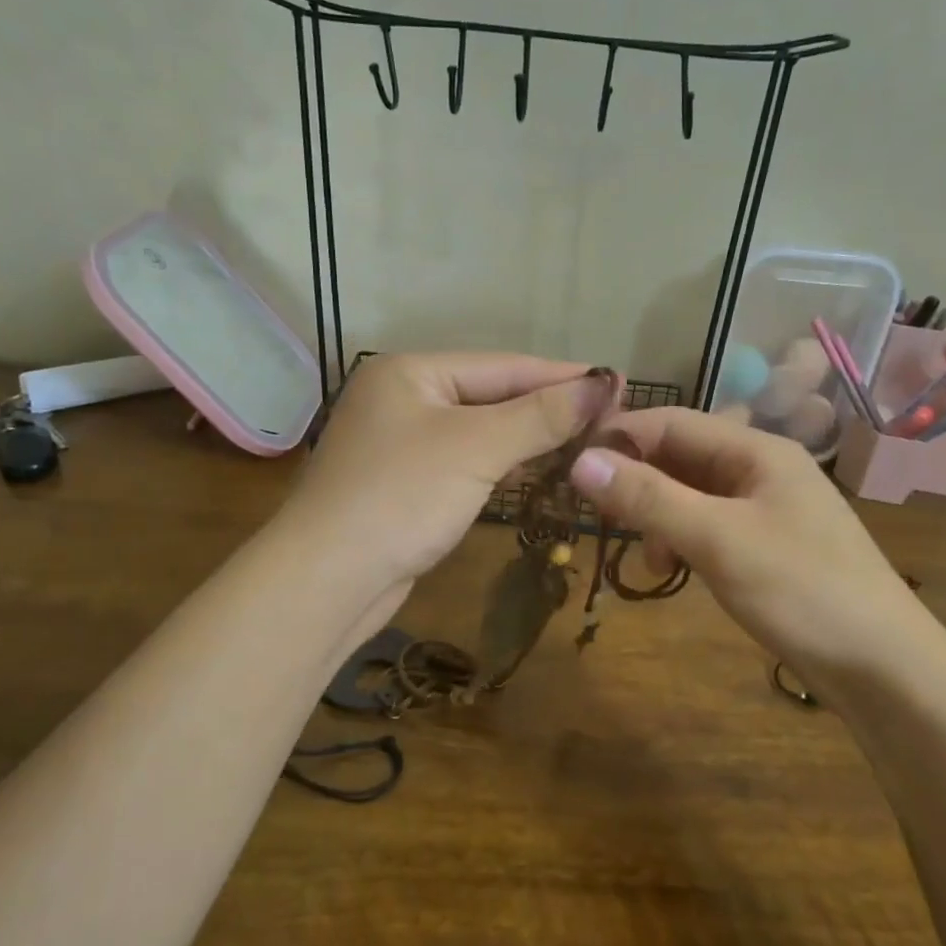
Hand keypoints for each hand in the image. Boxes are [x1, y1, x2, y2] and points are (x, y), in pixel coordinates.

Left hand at [280, 352, 610, 615]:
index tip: (618, 384)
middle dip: (548, 408)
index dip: (563, 376)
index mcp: (411, 371)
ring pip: (479, 432)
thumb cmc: (402, 497)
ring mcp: (399, 443)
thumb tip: (602, 383)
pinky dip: (501, 465)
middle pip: (491, 396)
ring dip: (528, 438)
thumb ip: (540, 415)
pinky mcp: (403, 484)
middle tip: (610, 417)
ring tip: (587, 441)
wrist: (327, 579)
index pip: (504, 365)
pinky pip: (464, 462)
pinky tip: (538, 470)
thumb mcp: (477, 448)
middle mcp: (402, 398)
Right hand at [569, 407, 941, 682]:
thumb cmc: (803, 592)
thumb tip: (579, 461)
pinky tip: (675, 571)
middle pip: (680, 457)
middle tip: (600, 520)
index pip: (671, 422)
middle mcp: (761, 469)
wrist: (886, 669)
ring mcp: (767, 508)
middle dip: (638, 484)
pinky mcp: (768, 546)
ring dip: (658, 518)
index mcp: (756, 451)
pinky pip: (709, 526)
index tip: (570, 467)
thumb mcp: (718, 540)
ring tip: (648, 560)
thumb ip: (649, 498)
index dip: (619, 438)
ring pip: (691, 495)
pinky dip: (682, 541)